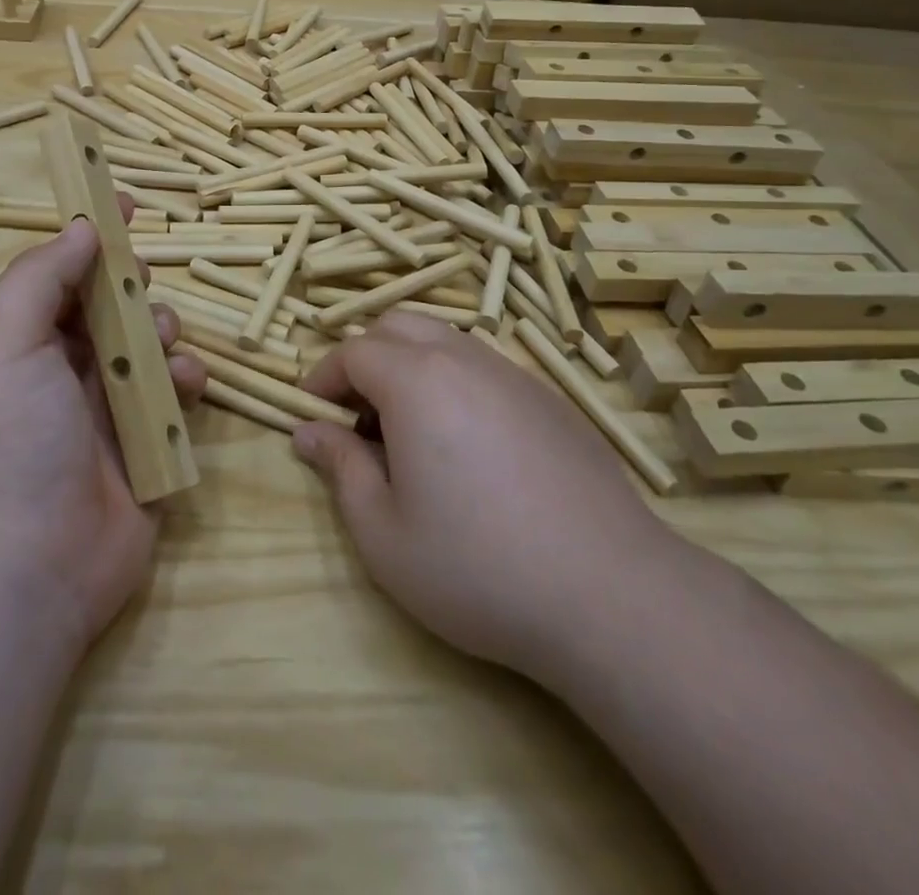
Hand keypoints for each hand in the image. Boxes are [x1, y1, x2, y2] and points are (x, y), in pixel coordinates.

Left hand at [0, 211, 204, 652]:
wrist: (26, 571)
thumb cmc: (7, 443)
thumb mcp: (4, 344)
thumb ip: (40, 278)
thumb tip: (81, 228)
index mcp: (21, 346)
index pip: (61, 275)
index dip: (92, 237)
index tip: (127, 202)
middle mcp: (62, 374)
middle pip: (110, 307)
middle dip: (133, 287)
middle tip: (143, 283)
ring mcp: (107, 413)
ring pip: (149, 346)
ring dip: (163, 331)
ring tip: (163, 348)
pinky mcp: (148, 448)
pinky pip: (176, 395)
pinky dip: (185, 380)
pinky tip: (184, 386)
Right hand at [293, 312, 677, 681]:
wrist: (611, 594)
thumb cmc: (478, 568)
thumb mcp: (383, 533)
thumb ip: (340, 469)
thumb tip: (307, 432)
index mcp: (416, 382)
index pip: (353, 351)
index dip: (323, 377)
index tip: (313, 416)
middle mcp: (465, 360)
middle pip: (399, 325)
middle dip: (365, 358)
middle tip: (358, 417)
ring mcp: (514, 374)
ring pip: (446, 340)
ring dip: (411, 366)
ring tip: (410, 431)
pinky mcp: (550, 399)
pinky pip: (485, 366)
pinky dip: (455, 382)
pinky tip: (469, 446)